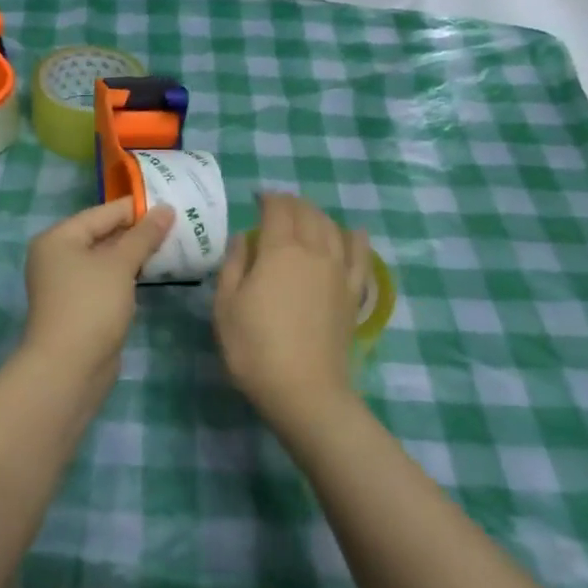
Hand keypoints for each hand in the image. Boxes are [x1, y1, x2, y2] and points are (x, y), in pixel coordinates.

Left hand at [20, 199, 173, 380]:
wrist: (69, 367)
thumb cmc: (91, 305)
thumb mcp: (120, 265)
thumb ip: (144, 235)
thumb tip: (166, 209)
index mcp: (58, 238)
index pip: (101, 213)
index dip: (136, 208)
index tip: (171, 204)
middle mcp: (57, 257)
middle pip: (102, 235)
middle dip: (137, 232)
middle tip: (176, 224)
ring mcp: (66, 284)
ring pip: (105, 260)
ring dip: (134, 254)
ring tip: (171, 244)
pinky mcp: (79, 306)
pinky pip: (106, 280)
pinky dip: (127, 275)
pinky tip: (153, 272)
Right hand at [213, 194, 369, 435]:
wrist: (303, 389)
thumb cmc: (254, 348)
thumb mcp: (226, 306)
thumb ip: (234, 265)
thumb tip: (243, 237)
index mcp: (278, 250)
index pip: (277, 210)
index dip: (268, 199)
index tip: (257, 198)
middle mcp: (314, 251)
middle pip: (307, 214)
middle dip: (291, 203)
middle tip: (277, 206)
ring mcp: (338, 271)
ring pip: (333, 228)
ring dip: (318, 215)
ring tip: (306, 216)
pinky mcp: (353, 293)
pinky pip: (360, 255)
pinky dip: (356, 239)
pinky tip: (353, 233)